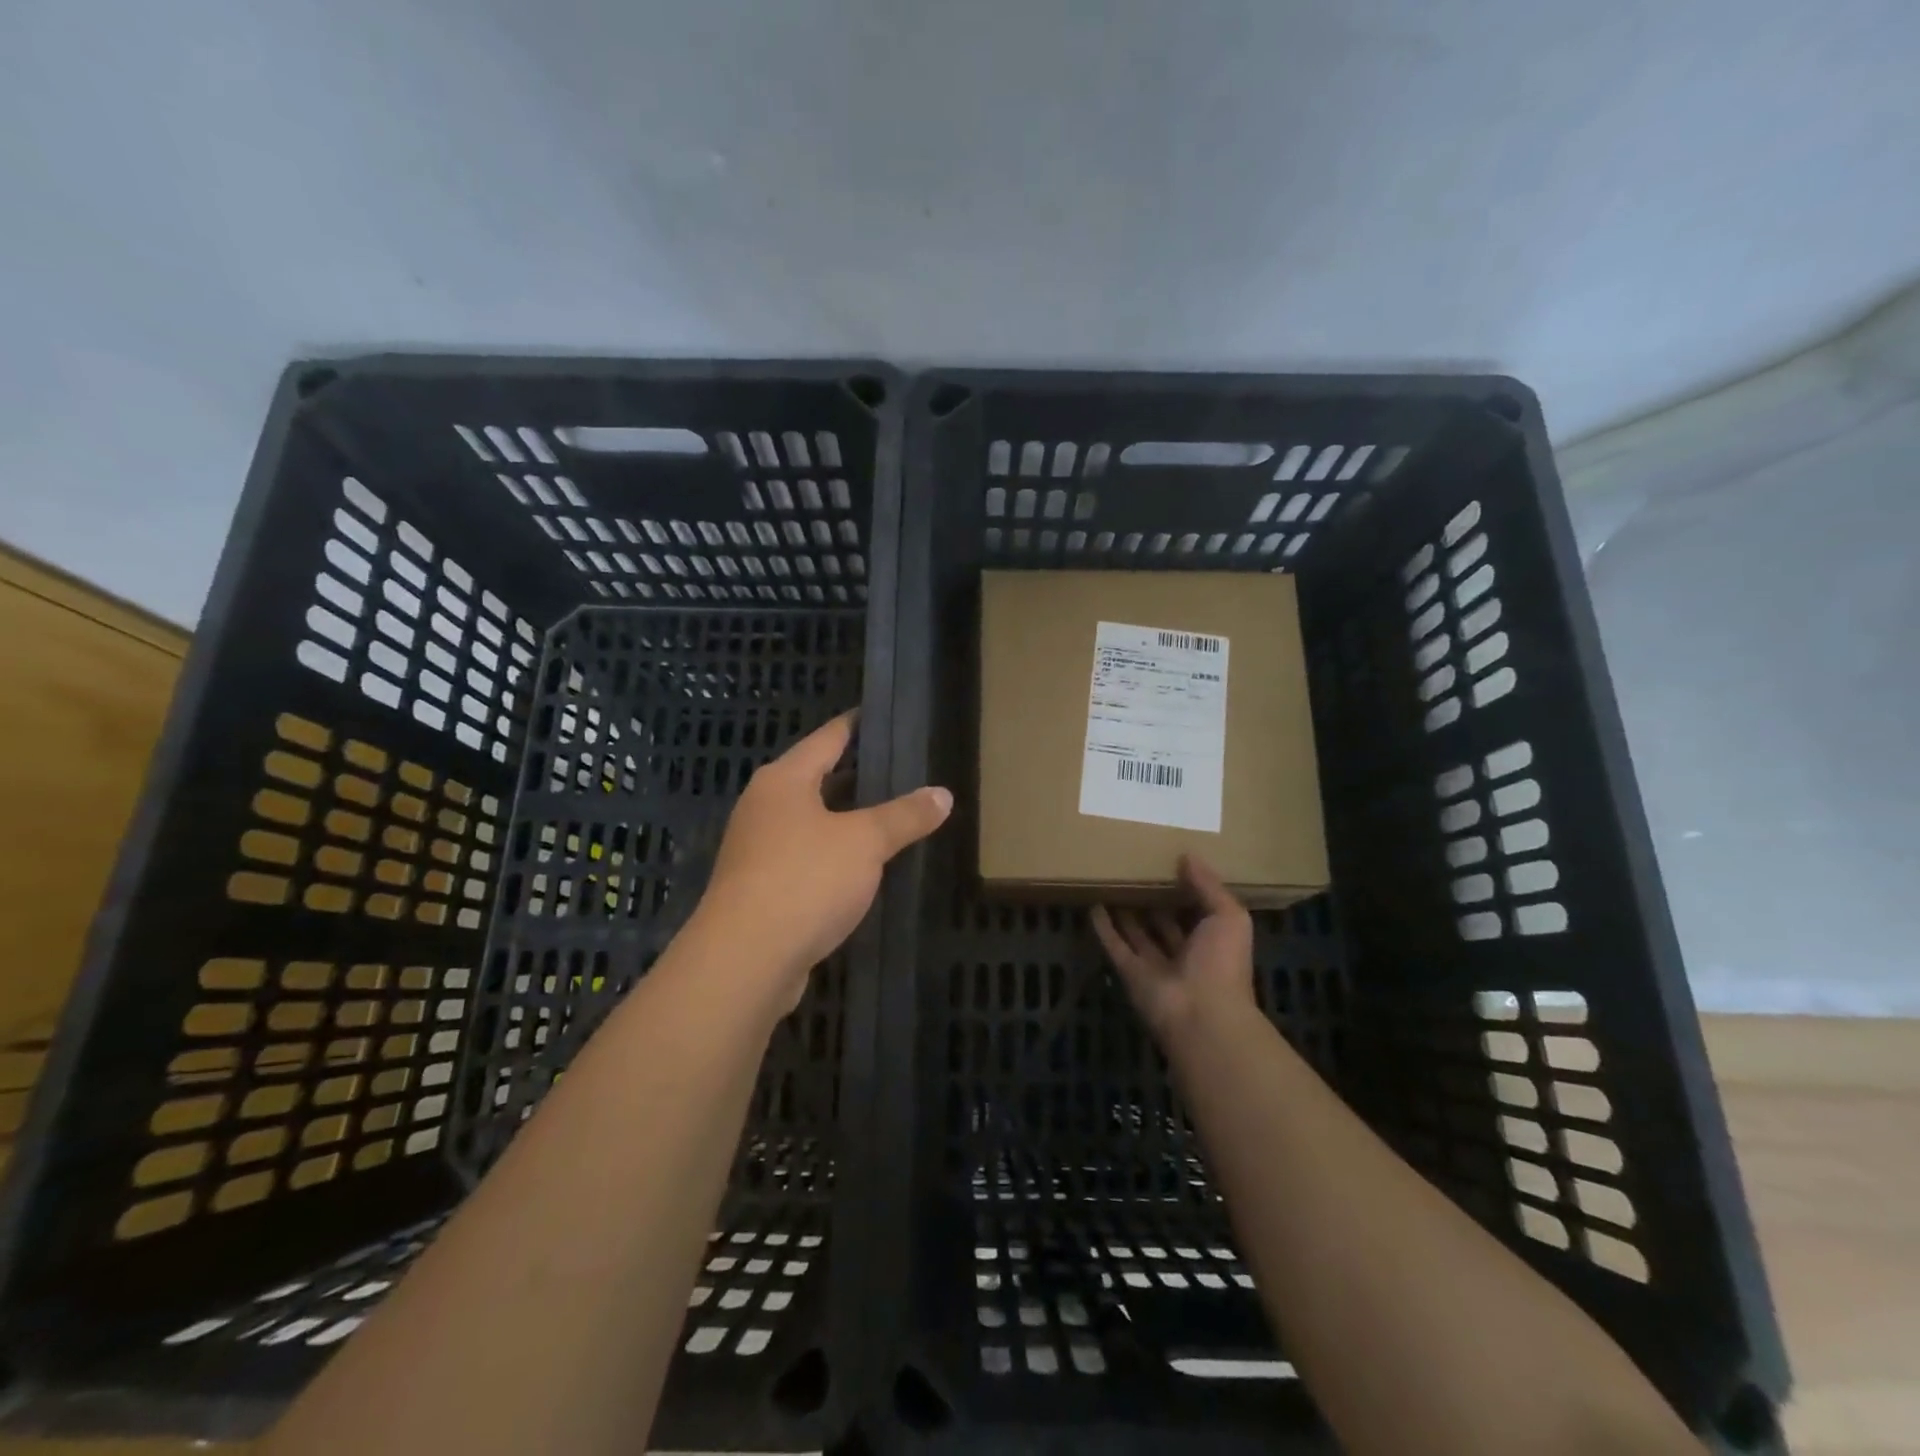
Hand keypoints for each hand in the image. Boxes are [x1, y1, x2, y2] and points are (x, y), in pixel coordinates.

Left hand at [692, 711, 951, 1011]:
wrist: (745, 959)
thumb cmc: (805, 880)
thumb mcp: (865, 842)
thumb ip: (904, 816)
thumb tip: (943, 794)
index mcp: (784, 780)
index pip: (827, 738)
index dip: (856, 725)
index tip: (881, 714)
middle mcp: (764, 806)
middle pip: (816, 778)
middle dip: (856, 775)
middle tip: (901, 768)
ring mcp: (757, 849)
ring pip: (811, 821)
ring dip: (845, 819)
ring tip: (889, 814)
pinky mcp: (760, 888)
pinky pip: (805, 857)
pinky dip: (833, 854)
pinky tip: (861, 866)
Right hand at [1091, 854, 1256, 1041]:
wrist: (1200, 1015)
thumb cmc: (1221, 963)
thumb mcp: (1229, 916)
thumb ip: (1209, 886)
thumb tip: (1188, 855)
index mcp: (1214, 942)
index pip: (1198, 911)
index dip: (1186, 889)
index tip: (1170, 862)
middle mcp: (1185, 954)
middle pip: (1165, 922)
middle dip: (1153, 899)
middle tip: (1136, 868)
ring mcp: (1156, 966)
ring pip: (1137, 933)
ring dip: (1125, 911)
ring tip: (1111, 881)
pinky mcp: (1130, 973)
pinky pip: (1115, 946)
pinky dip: (1104, 928)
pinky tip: (1093, 904)